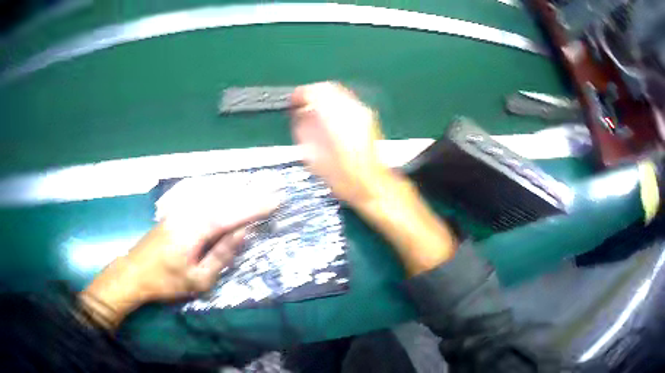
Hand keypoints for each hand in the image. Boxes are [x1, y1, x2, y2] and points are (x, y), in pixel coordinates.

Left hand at [82, 192, 276, 328]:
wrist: (134, 272)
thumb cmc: (167, 281)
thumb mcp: (198, 278)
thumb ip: (221, 254)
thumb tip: (242, 233)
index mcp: (196, 229)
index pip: (232, 215)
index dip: (255, 208)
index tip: (277, 201)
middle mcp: (189, 212)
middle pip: (225, 200)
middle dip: (251, 197)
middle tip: (273, 191)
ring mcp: (181, 210)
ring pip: (214, 197)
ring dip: (237, 193)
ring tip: (258, 189)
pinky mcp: (176, 212)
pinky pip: (204, 200)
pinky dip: (221, 195)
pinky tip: (229, 193)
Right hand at [292, 82, 455, 275]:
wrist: (373, 185)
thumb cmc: (344, 178)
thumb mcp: (314, 157)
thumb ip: (304, 130)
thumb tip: (299, 113)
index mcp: (337, 120)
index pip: (317, 92)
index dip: (302, 93)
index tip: (294, 101)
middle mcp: (352, 111)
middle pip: (329, 88)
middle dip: (312, 93)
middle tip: (301, 105)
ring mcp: (363, 112)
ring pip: (339, 92)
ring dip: (324, 98)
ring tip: (313, 111)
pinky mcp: (368, 117)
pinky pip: (347, 101)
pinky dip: (334, 103)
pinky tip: (328, 117)